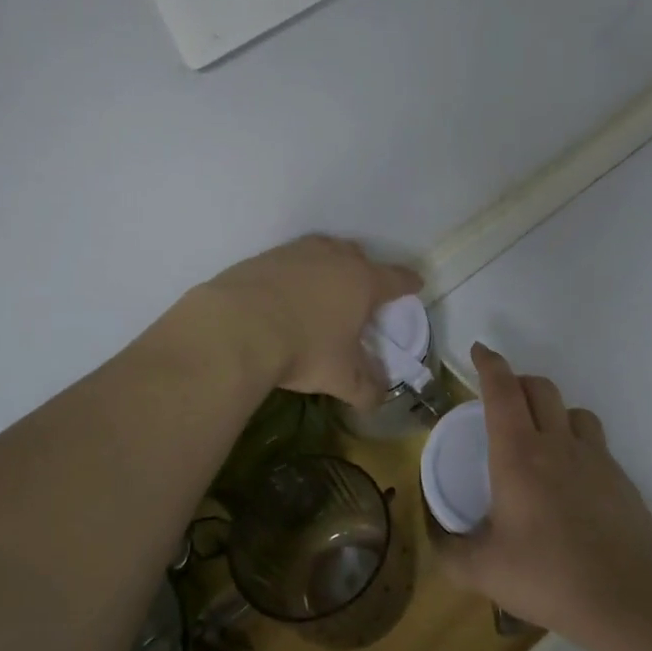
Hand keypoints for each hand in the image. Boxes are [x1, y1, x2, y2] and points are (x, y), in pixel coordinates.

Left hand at [193, 236, 422, 408]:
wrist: (235, 328)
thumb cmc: (303, 349)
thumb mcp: (340, 377)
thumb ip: (365, 388)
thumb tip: (378, 400)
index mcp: (363, 282)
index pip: (396, 278)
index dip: (408, 283)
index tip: (416, 284)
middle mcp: (334, 258)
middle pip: (358, 256)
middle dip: (365, 270)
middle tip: (363, 291)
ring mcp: (296, 253)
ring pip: (323, 251)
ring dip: (328, 265)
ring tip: (323, 287)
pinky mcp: (263, 257)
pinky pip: (289, 260)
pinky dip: (294, 273)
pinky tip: (284, 294)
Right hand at [434, 343, 651, 645]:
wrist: (628, 597)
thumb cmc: (548, 576)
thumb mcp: (483, 571)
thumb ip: (450, 551)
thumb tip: (435, 535)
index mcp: (518, 454)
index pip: (502, 391)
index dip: (489, 364)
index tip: (479, 350)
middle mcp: (557, 444)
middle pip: (539, 387)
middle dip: (517, 381)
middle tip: (501, 399)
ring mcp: (594, 458)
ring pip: (572, 409)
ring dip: (551, 408)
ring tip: (539, 433)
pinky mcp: (619, 477)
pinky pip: (594, 440)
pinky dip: (576, 439)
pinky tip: (570, 476)